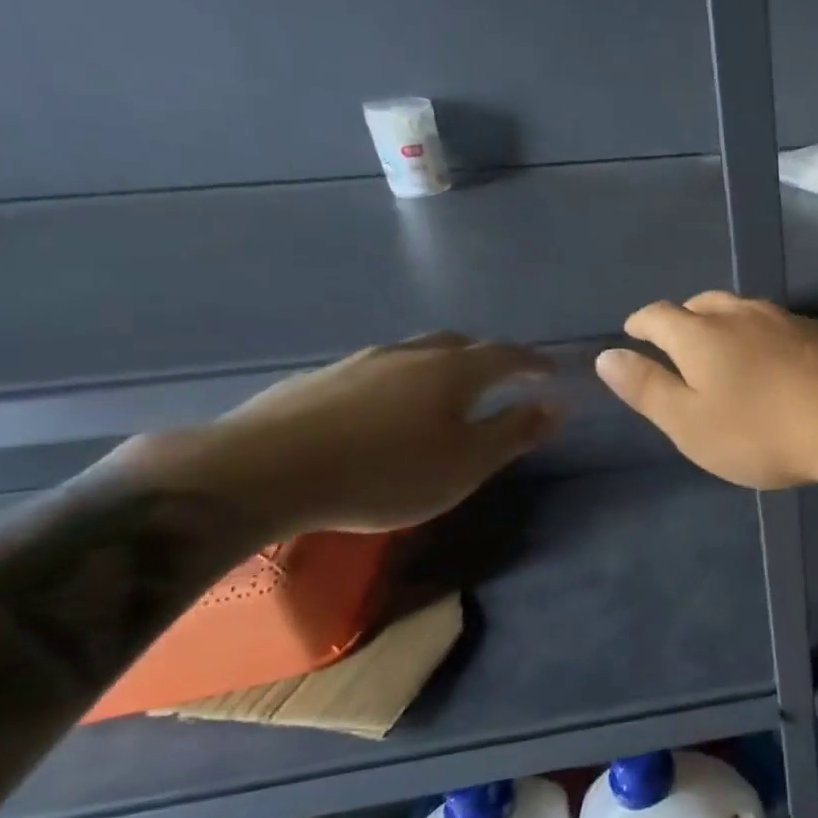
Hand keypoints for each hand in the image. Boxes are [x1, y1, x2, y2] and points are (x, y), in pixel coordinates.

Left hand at [116, 334, 560, 538]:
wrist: (260, 473)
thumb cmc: (384, 472)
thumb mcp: (466, 464)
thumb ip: (514, 432)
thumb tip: (557, 405)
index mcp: (453, 371)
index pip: (506, 355)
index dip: (533, 361)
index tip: (550, 370)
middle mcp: (408, 354)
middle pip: (458, 344)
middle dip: (487, 357)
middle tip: (502, 376)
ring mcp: (358, 363)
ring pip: (413, 353)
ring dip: (440, 365)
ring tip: (445, 391)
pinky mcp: (316, 381)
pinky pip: (375, 371)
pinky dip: (398, 381)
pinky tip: (384, 409)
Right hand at [594, 292, 817, 488]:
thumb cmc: (760, 430)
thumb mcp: (690, 423)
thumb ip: (648, 389)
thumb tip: (608, 356)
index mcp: (700, 334)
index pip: (659, 316)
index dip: (641, 322)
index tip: (633, 331)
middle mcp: (740, 315)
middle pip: (703, 304)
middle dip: (684, 317)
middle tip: (677, 336)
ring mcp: (785, 320)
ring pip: (743, 310)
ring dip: (724, 321)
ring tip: (722, 343)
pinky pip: (777, 325)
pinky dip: (761, 335)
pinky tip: (772, 357)